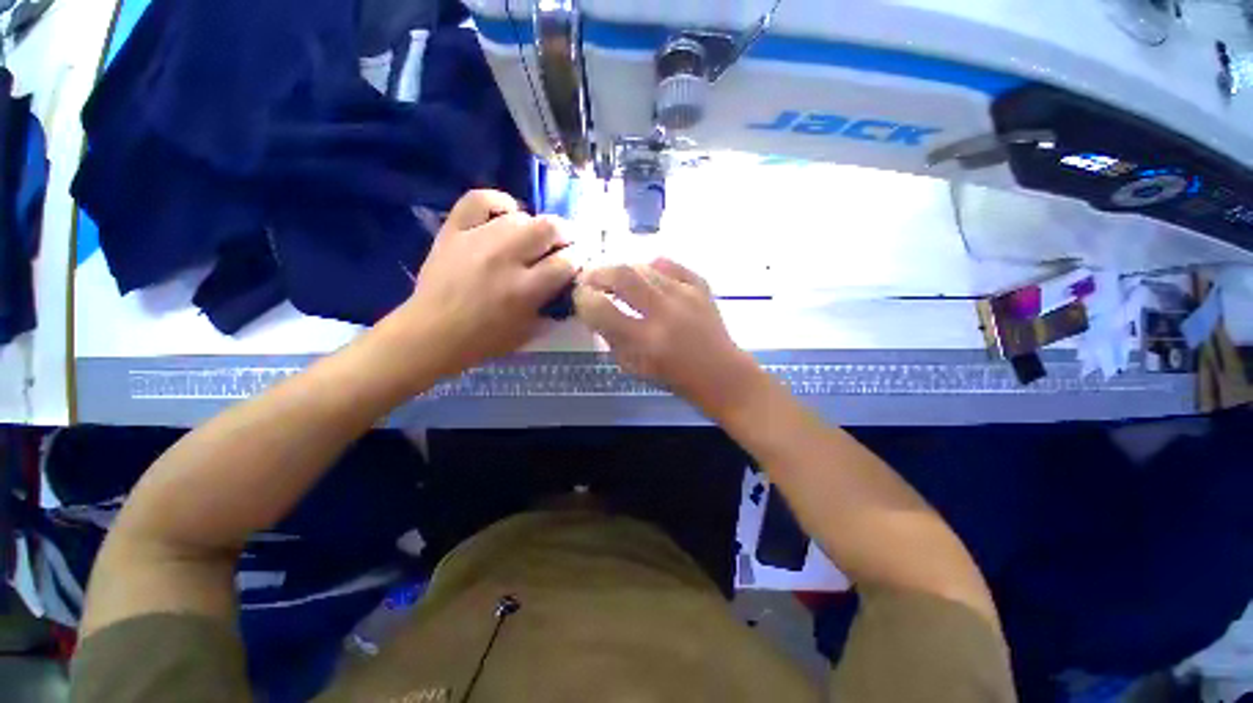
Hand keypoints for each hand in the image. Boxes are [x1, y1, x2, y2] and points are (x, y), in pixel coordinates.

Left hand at [384, 190, 576, 377]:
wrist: (431, 333)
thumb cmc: (484, 340)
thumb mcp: (530, 331)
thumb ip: (552, 306)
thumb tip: (567, 284)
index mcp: (526, 289)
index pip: (566, 261)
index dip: (578, 260)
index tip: (576, 263)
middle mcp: (506, 258)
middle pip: (550, 227)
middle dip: (566, 235)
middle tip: (563, 245)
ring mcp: (478, 239)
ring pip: (521, 216)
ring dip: (535, 226)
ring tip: (532, 238)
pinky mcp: (454, 230)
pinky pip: (479, 199)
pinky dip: (498, 203)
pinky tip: (505, 215)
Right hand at [574, 259, 762, 418]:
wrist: (720, 374)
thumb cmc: (673, 376)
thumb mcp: (633, 366)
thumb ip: (610, 336)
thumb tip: (593, 307)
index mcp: (645, 341)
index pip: (600, 308)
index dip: (582, 299)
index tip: (580, 298)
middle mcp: (664, 313)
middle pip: (620, 275)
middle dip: (596, 273)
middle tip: (589, 279)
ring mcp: (685, 295)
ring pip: (642, 266)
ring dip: (621, 270)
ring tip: (615, 279)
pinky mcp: (700, 286)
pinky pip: (668, 264)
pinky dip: (651, 267)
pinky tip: (646, 276)